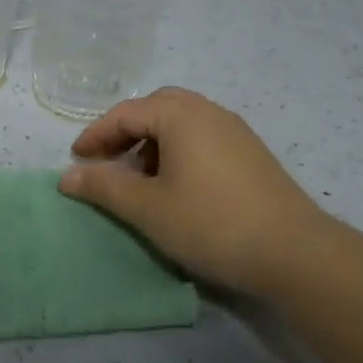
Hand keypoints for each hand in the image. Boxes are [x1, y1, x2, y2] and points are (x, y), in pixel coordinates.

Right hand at [57, 87, 332, 296]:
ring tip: (140, 179)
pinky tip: (177, 188)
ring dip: (152, 143)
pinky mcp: (252, 154)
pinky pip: (202, 139)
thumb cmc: (211, 223)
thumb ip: (103, 186)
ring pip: (181, 123)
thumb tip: (66, 175)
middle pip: (155, 108)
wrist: (296, 253)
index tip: (77, 160)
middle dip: (125, 132)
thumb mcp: (147, 208)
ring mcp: (235, 131)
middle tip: (107, 161)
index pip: (125, 113)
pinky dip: (178, 152)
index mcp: (180, 115)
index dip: (95, 135)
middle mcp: (209, 112)